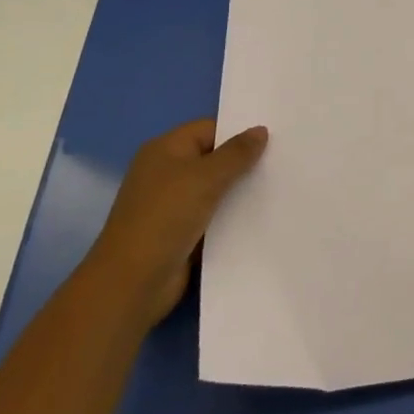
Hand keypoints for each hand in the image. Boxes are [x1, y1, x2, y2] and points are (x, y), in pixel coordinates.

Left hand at [85, 120, 268, 325]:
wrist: (131, 284)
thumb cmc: (165, 218)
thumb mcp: (206, 177)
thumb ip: (237, 153)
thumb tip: (261, 130)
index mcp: (165, 150)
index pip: (210, 129)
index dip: (239, 133)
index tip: (274, 139)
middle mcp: (166, 173)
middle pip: (213, 159)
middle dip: (243, 162)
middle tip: (282, 162)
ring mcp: (172, 205)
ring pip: (215, 189)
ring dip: (240, 191)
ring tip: (279, 187)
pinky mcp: (180, 233)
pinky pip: (213, 216)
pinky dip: (232, 216)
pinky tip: (260, 216)